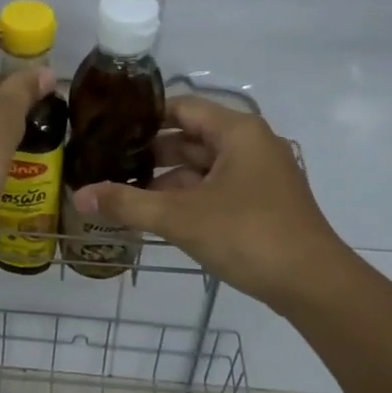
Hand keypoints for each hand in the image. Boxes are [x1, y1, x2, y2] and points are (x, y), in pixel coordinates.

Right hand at [72, 97, 349, 310]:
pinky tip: (155, 214)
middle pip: (190, 138)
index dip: (143, 117)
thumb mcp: (181, 217)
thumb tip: (78, 194)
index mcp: (237, 132)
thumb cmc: (248, 235)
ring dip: (165, 180)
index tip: (107, 129)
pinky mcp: (260, 203)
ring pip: (201, 167)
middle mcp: (250, 145)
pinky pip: (214, 189)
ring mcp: (258, 175)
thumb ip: (127, 203)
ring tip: (121, 191)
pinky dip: (186, 197)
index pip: (181, 108)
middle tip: (106, 163)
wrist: (313, 284)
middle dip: (149, 152)